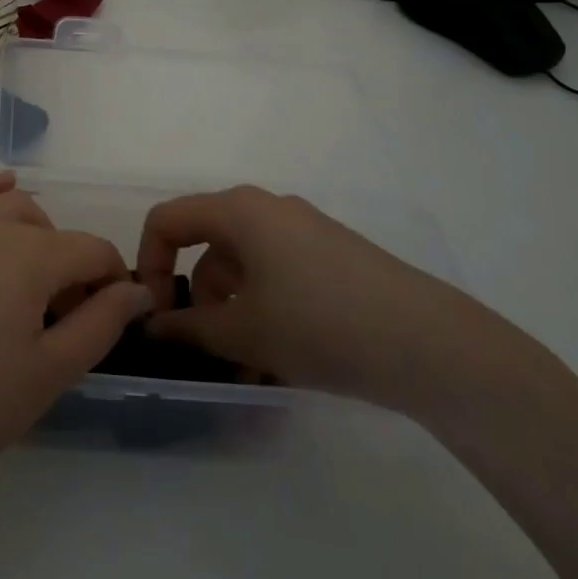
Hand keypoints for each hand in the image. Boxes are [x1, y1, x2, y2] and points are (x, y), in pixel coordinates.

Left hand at [0, 170, 150, 506]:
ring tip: (35, 282)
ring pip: (6, 209)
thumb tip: (138, 289)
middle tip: (64, 323)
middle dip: (71, 267)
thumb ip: (100, 324)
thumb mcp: (48, 374)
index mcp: (31, 257)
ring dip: (35, 234)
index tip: (111, 320)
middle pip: (51, 231)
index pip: (92, 251)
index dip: (112, 282)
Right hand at [136, 185, 495, 410]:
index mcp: (239, 210)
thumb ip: (186, 328)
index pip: (167, 221)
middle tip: (200, 349)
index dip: (148, 264)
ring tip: (244, 369)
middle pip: (207, 246)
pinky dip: (264, 311)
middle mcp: (268, 209)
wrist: (429, 344)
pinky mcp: (333, 258)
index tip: (154, 315)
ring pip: (244, 267)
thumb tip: (151, 327)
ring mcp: (305, 232)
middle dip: (195, 299)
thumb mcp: (242, 331)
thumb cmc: (318, 324)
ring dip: (231, 314)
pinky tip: (278, 361)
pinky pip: (277, 276)